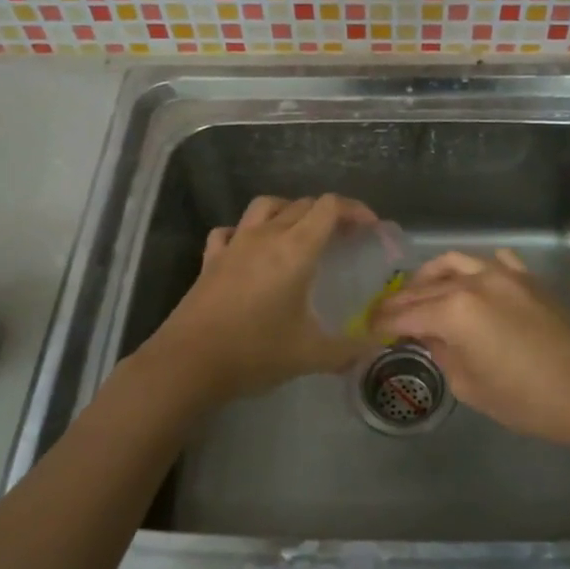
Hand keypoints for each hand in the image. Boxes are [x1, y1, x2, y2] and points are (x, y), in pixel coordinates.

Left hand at [144, 194, 378, 401]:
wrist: (189, 363)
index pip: (329, 207)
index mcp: (295, 250)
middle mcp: (266, 236)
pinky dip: (246, 231)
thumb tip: (380, 347)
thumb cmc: (255, 353)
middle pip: (302, 205)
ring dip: (288, 211)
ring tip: (301, 234)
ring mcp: (234, 244)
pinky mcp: (210, 259)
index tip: (370, 228)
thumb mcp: (311, 355)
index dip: (355, 210)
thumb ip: (350, 349)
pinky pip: (231, 230)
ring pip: (265, 206)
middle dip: (329, 214)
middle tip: (345, 239)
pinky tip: (251, 250)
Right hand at [368, 249, 569, 449]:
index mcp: (455, 311)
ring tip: (422, 291)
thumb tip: (427, 335)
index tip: (367, 327)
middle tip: (385, 313)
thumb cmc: (524, 400)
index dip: (382, 322)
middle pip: (426, 287)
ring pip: (456, 262)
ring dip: (432, 275)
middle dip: (401, 300)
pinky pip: (493, 262)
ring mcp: (504, 274)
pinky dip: (475, 269)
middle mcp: (474, 282)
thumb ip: (441, 352)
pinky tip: (472, 283)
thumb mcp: (469, 385)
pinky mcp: (528, 278)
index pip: (406, 313)